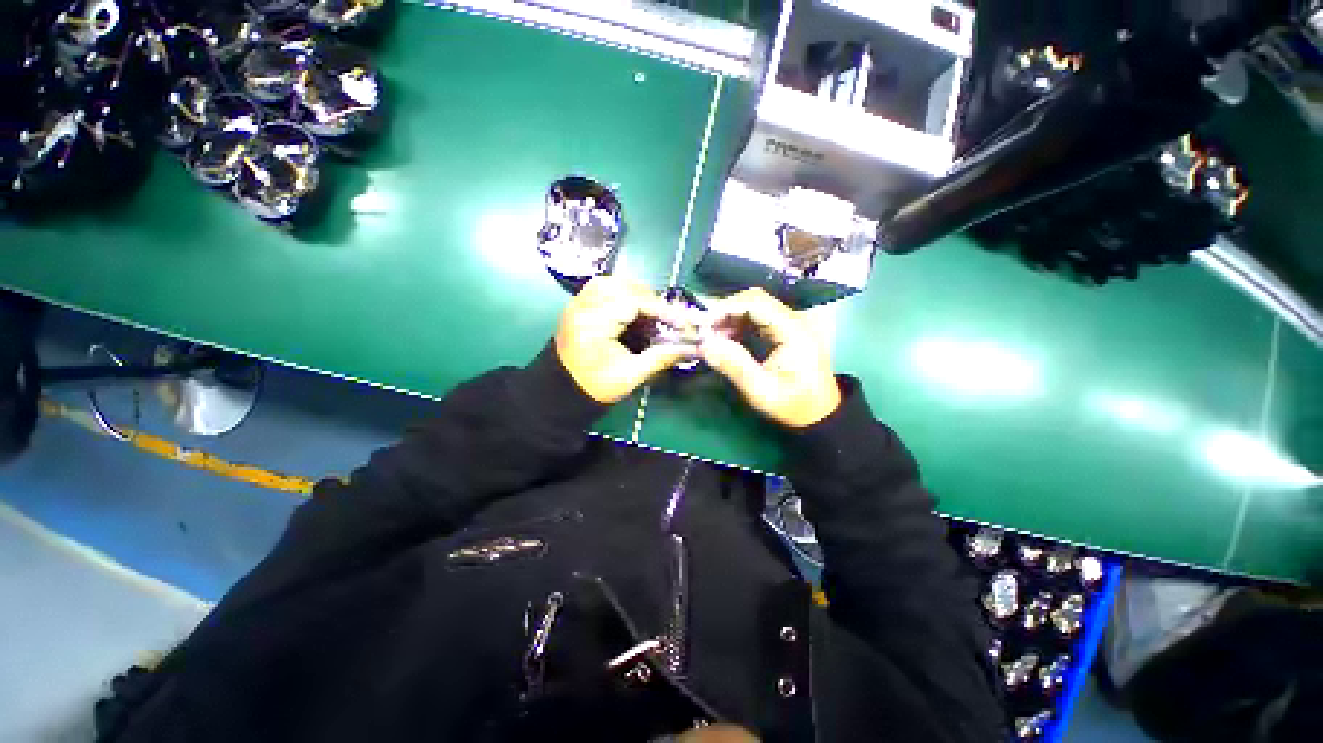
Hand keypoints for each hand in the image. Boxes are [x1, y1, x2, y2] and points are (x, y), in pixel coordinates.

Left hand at [555, 277, 695, 404]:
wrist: (560, 392)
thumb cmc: (595, 387)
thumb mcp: (631, 376)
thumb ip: (661, 358)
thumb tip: (691, 347)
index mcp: (593, 323)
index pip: (634, 301)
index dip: (662, 310)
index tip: (682, 323)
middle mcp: (583, 305)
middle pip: (624, 285)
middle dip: (651, 301)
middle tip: (668, 320)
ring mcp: (578, 302)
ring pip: (614, 282)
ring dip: (637, 294)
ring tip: (652, 315)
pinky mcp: (578, 305)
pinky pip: (604, 288)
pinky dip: (624, 295)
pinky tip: (634, 313)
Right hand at [700, 289, 841, 427]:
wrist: (818, 413)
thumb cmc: (793, 405)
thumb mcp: (762, 392)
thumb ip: (735, 366)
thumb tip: (706, 345)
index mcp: (794, 331)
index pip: (757, 303)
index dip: (727, 307)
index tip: (704, 323)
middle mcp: (794, 320)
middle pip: (755, 300)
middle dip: (725, 311)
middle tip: (703, 329)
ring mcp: (790, 323)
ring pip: (754, 307)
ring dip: (729, 318)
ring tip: (710, 336)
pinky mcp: (784, 330)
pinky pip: (757, 318)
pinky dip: (737, 324)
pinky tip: (724, 338)